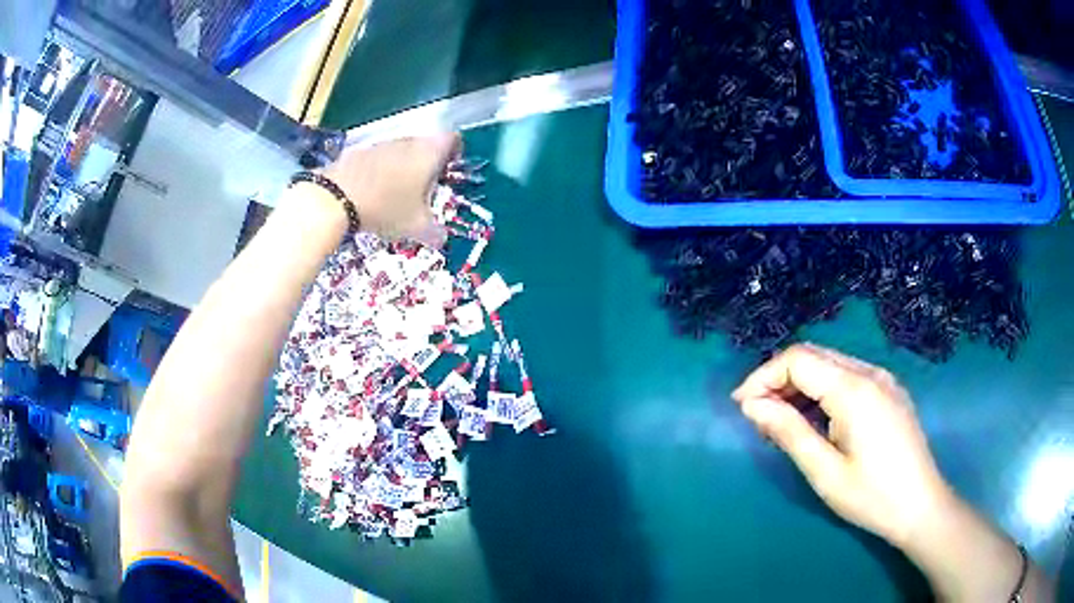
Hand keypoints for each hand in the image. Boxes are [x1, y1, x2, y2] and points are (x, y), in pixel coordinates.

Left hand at [320, 134, 459, 245]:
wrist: (335, 198)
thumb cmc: (386, 208)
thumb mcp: (416, 227)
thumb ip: (434, 233)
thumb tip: (442, 239)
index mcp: (429, 152)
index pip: (453, 139)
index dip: (456, 152)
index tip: (450, 171)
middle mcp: (409, 141)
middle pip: (426, 144)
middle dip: (428, 163)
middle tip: (424, 189)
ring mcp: (383, 143)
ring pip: (402, 150)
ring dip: (403, 166)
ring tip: (396, 193)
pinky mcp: (360, 150)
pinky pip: (379, 157)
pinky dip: (381, 170)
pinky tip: (373, 192)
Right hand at [731, 343, 952, 547]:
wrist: (921, 505)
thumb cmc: (871, 496)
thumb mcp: (825, 472)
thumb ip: (789, 432)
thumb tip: (753, 406)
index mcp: (854, 389)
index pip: (799, 360)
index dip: (764, 376)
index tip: (741, 407)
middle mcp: (870, 372)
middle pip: (814, 356)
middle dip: (779, 379)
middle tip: (757, 416)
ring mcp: (883, 379)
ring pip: (831, 365)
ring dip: (800, 385)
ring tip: (781, 420)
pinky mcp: (889, 391)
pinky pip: (848, 377)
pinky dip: (823, 390)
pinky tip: (816, 419)